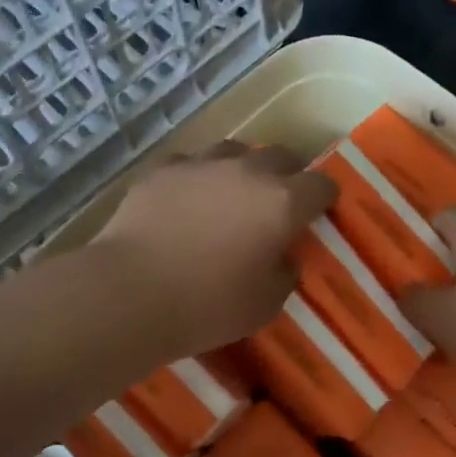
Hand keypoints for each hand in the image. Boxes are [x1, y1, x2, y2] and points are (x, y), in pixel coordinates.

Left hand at [90, 142, 337, 356]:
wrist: (131, 292)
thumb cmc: (207, 306)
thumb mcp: (265, 305)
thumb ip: (284, 274)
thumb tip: (282, 257)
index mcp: (282, 202)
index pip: (321, 185)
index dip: (324, 197)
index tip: (319, 210)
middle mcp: (247, 171)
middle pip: (281, 156)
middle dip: (287, 175)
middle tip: (278, 201)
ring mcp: (202, 164)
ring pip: (234, 150)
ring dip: (242, 168)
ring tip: (232, 193)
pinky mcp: (163, 169)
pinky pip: (190, 163)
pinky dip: (197, 177)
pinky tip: (186, 200)